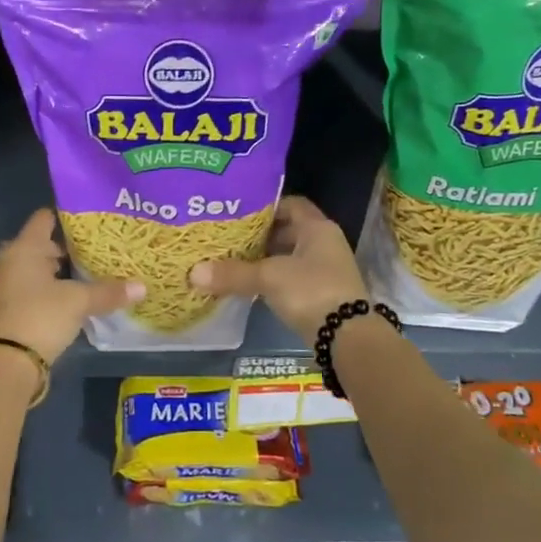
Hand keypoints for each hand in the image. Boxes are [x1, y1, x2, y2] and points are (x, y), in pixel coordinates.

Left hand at [0, 210, 143, 364]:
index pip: (45, 218)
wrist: (8, 363)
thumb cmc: (41, 317)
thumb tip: (142, 286)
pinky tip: (73, 296)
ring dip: (59, 270)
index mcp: (24, 248)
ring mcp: (7, 285)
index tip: (93, 220)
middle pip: (41, 244)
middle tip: (98, 247)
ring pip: (37, 267)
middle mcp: (11, 260)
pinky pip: (33, 287)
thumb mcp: (79, 302)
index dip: (68, 216)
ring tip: (91, 271)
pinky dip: (51, 288)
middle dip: (68, 246)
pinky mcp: (9, 307)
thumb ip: (108, 292)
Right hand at [188, 195, 368, 344]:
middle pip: (289, 230)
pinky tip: (251, 285)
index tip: (238, 212)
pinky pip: (293, 277)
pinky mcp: (322, 293)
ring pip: (290, 255)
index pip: (290, 204)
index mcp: (317, 228)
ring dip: (266, 258)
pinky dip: (273, 278)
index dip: (265, 205)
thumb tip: (193, 272)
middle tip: (230, 237)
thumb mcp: (268, 278)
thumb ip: (233, 273)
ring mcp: (326, 269)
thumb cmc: (311, 291)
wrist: (347, 337)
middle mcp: (325, 243)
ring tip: (233, 260)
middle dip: (260, 234)